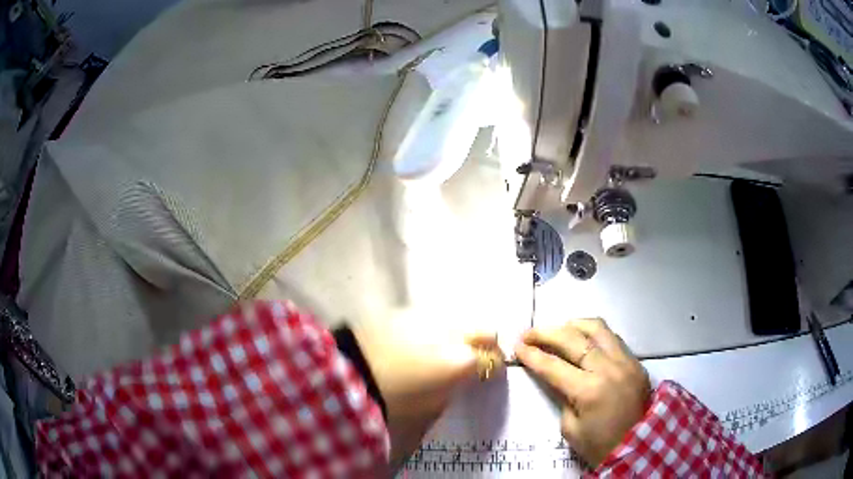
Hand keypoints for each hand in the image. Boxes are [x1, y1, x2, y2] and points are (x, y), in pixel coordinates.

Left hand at [353, 312, 501, 469]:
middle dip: (487, 344)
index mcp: (461, 361)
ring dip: (460, 333)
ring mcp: (430, 317)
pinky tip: (421, 339)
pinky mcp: (408, 310)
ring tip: (444, 348)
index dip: (495, 367)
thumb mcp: (432, 404)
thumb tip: (462, 379)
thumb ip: (455, 388)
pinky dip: (436, 328)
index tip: (490, 373)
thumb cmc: (393, 398)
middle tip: (476, 357)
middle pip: (486, 331)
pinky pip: (434, 317)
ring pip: (460, 320)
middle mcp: (452, 333)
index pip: (493, 359)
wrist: (350, 373)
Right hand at [514, 318, 649, 466]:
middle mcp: (608, 368)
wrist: (639, 447)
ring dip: (573, 326)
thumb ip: (562, 398)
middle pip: (573, 339)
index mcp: (589, 390)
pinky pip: (613, 339)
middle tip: (530, 334)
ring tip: (558, 330)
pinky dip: (594, 335)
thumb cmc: (600, 445)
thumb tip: (557, 377)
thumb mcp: (570, 428)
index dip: (532, 355)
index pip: (554, 366)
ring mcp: (626, 361)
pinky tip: (584, 340)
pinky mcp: (636, 362)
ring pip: (597, 328)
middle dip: (547, 333)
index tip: (517, 346)